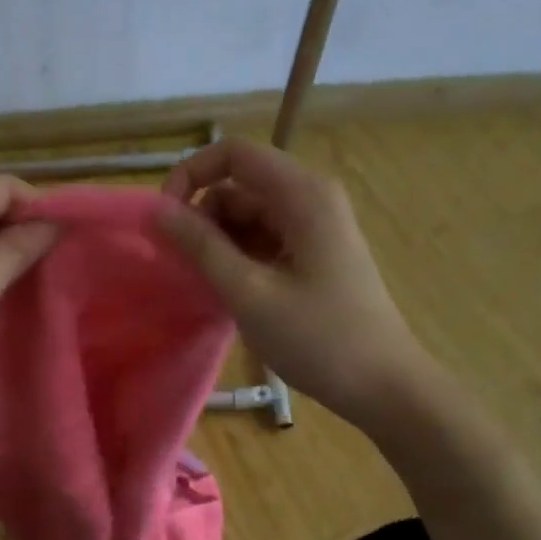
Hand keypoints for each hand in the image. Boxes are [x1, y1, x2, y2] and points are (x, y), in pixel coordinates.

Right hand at [160, 138, 433, 429]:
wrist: (382, 385)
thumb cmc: (317, 338)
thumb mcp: (248, 293)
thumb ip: (201, 246)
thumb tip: (159, 210)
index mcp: (303, 195)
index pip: (233, 154)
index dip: (190, 175)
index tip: (164, 219)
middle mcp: (310, 198)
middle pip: (239, 185)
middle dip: (202, 216)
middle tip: (181, 265)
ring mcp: (314, 227)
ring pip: (248, 215)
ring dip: (218, 241)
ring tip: (205, 284)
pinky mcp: (313, 253)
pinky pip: (263, 238)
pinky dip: (238, 256)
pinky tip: (228, 290)